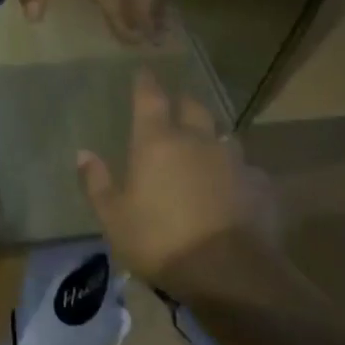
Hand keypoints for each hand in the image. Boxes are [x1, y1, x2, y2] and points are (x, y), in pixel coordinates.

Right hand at [76, 69, 290, 309]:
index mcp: (157, 142)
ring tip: (207, 149)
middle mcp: (197, 140)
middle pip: (193, 107)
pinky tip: (236, 189)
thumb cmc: (161, 241)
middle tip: (176, 107)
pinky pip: (247, 171)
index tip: (144, 70)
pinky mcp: (260, 186)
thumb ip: (98, 183)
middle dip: (183, 103)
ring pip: (223, 136)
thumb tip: (83, 153)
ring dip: (213, 138)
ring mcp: (233, 161)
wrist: (231, 274)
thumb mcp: (114, 218)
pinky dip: (238, 174)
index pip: (150, 98)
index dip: (146, 82)